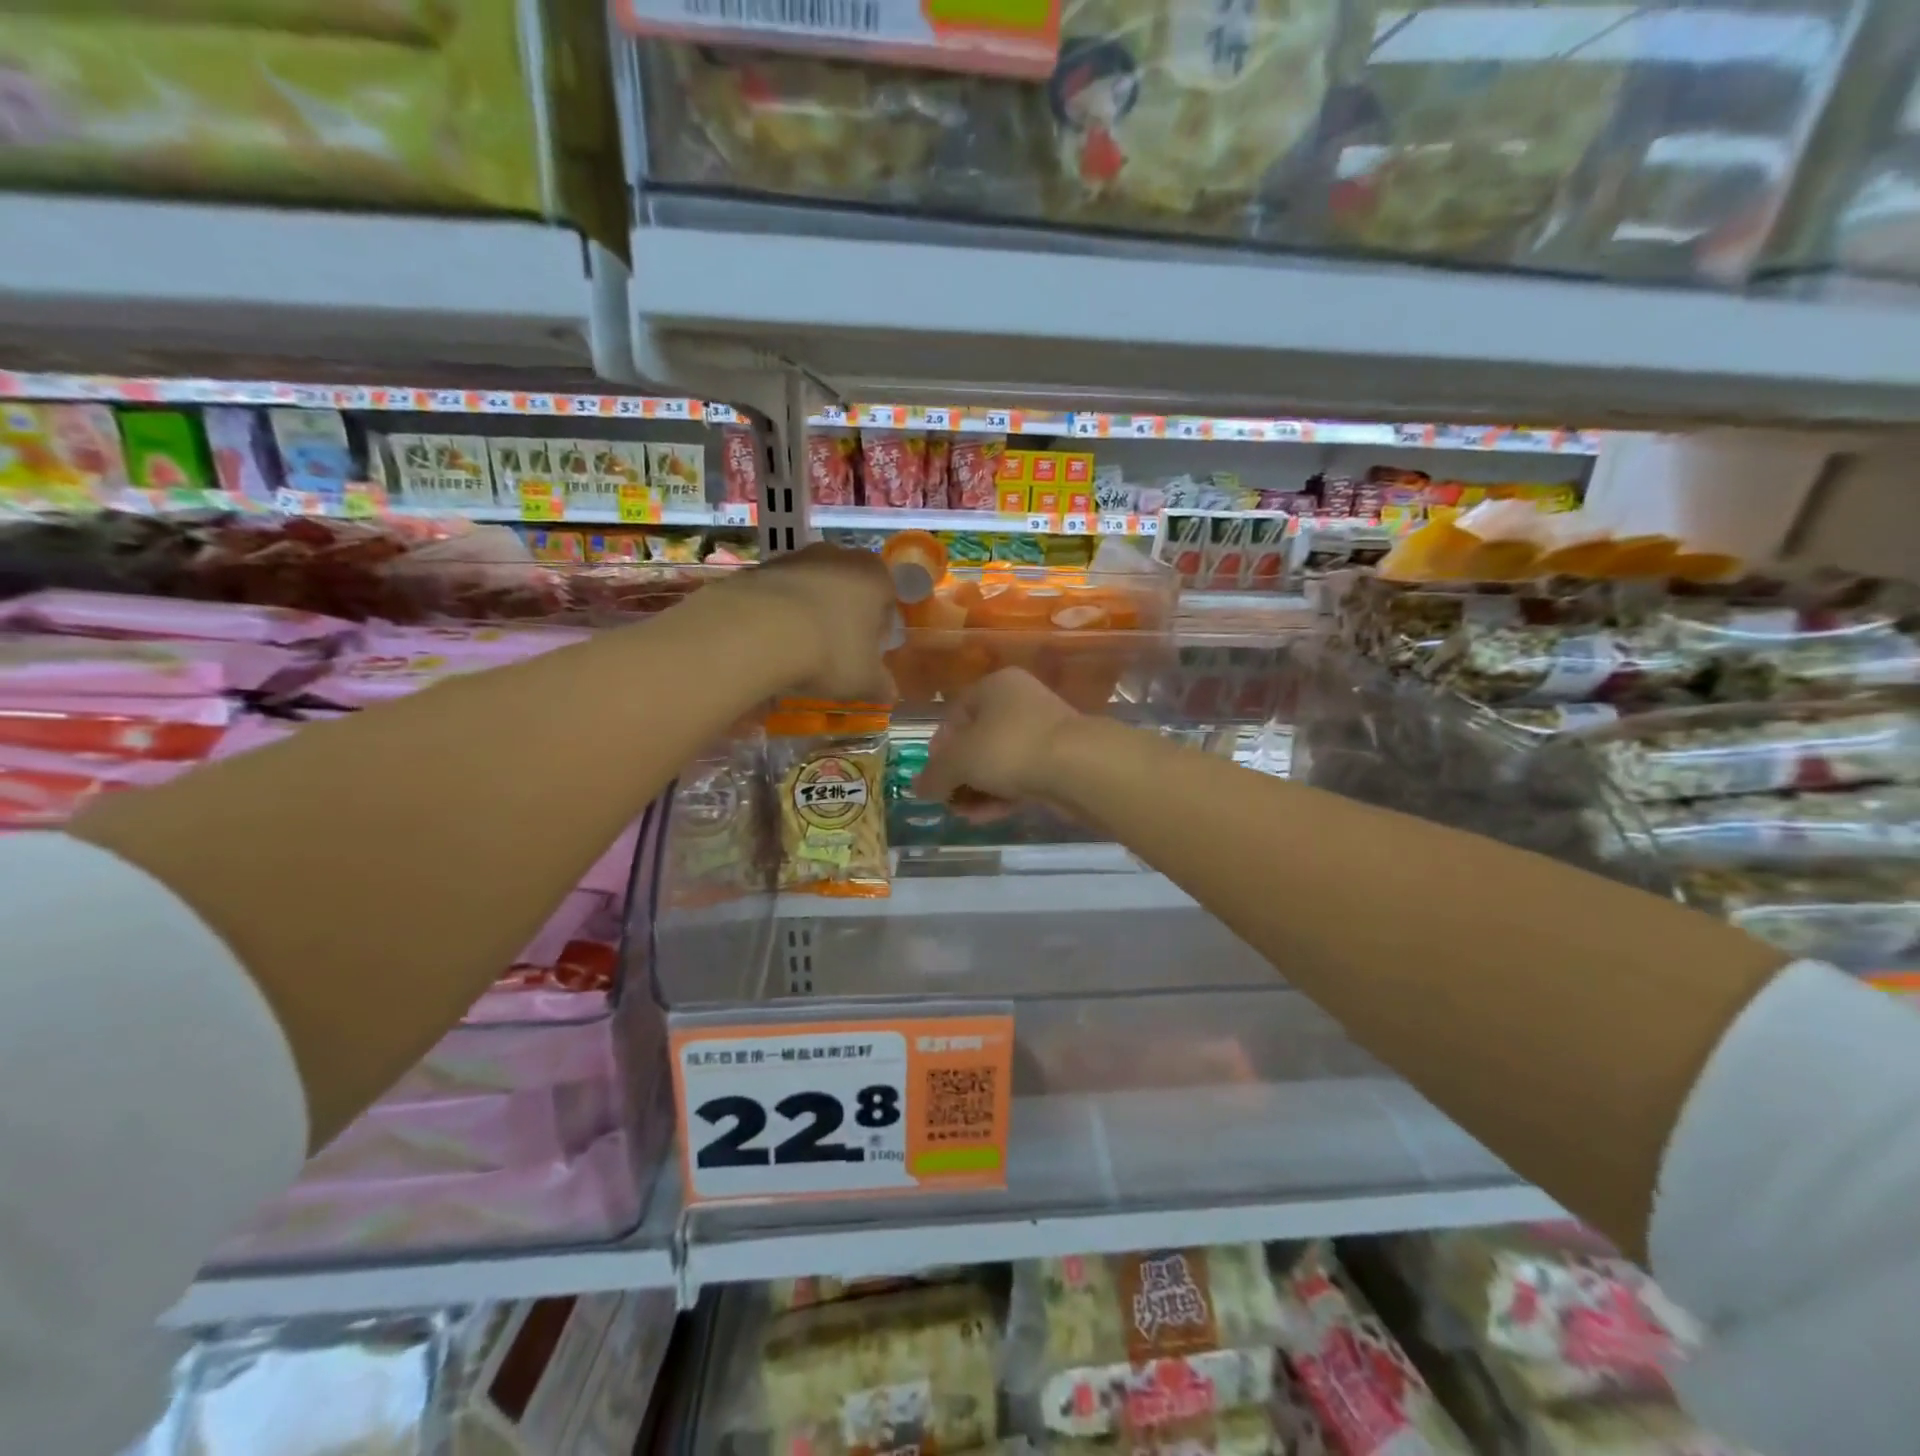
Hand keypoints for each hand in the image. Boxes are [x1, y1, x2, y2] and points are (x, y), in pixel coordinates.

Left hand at [721, 543, 897, 701]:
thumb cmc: (830, 652)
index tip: (869, 652)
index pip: (888, 598)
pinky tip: (772, 640)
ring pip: (812, 587)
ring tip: (800, 648)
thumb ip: (881, 685)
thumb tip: (890, 693)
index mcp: (874, 577)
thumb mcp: (864, 680)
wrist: (758, 631)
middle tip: (836, 650)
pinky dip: (779, 611)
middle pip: (849, 587)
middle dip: (845, 615)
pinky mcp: (760, 567)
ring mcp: (796, 557)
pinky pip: (780, 592)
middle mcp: (838, 556)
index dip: (880, 627)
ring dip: (810, 611)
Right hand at [914, 668, 1080, 804]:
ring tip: (965, 814)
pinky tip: (987, 816)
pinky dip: (1002, 795)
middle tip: (948, 799)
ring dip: (979, 789)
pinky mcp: (1059, 761)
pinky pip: (1022, 776)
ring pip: (1000, 762)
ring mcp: (1043, 732)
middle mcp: (1020, 702)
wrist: (1078, 767)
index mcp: (995, 686)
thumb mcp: (959, 761)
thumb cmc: (1009, 748)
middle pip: (978, 740)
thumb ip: (935, 775)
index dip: (939, 746)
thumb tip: (918, 788)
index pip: (956, 713)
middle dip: (960, 774)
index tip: (933, 775)